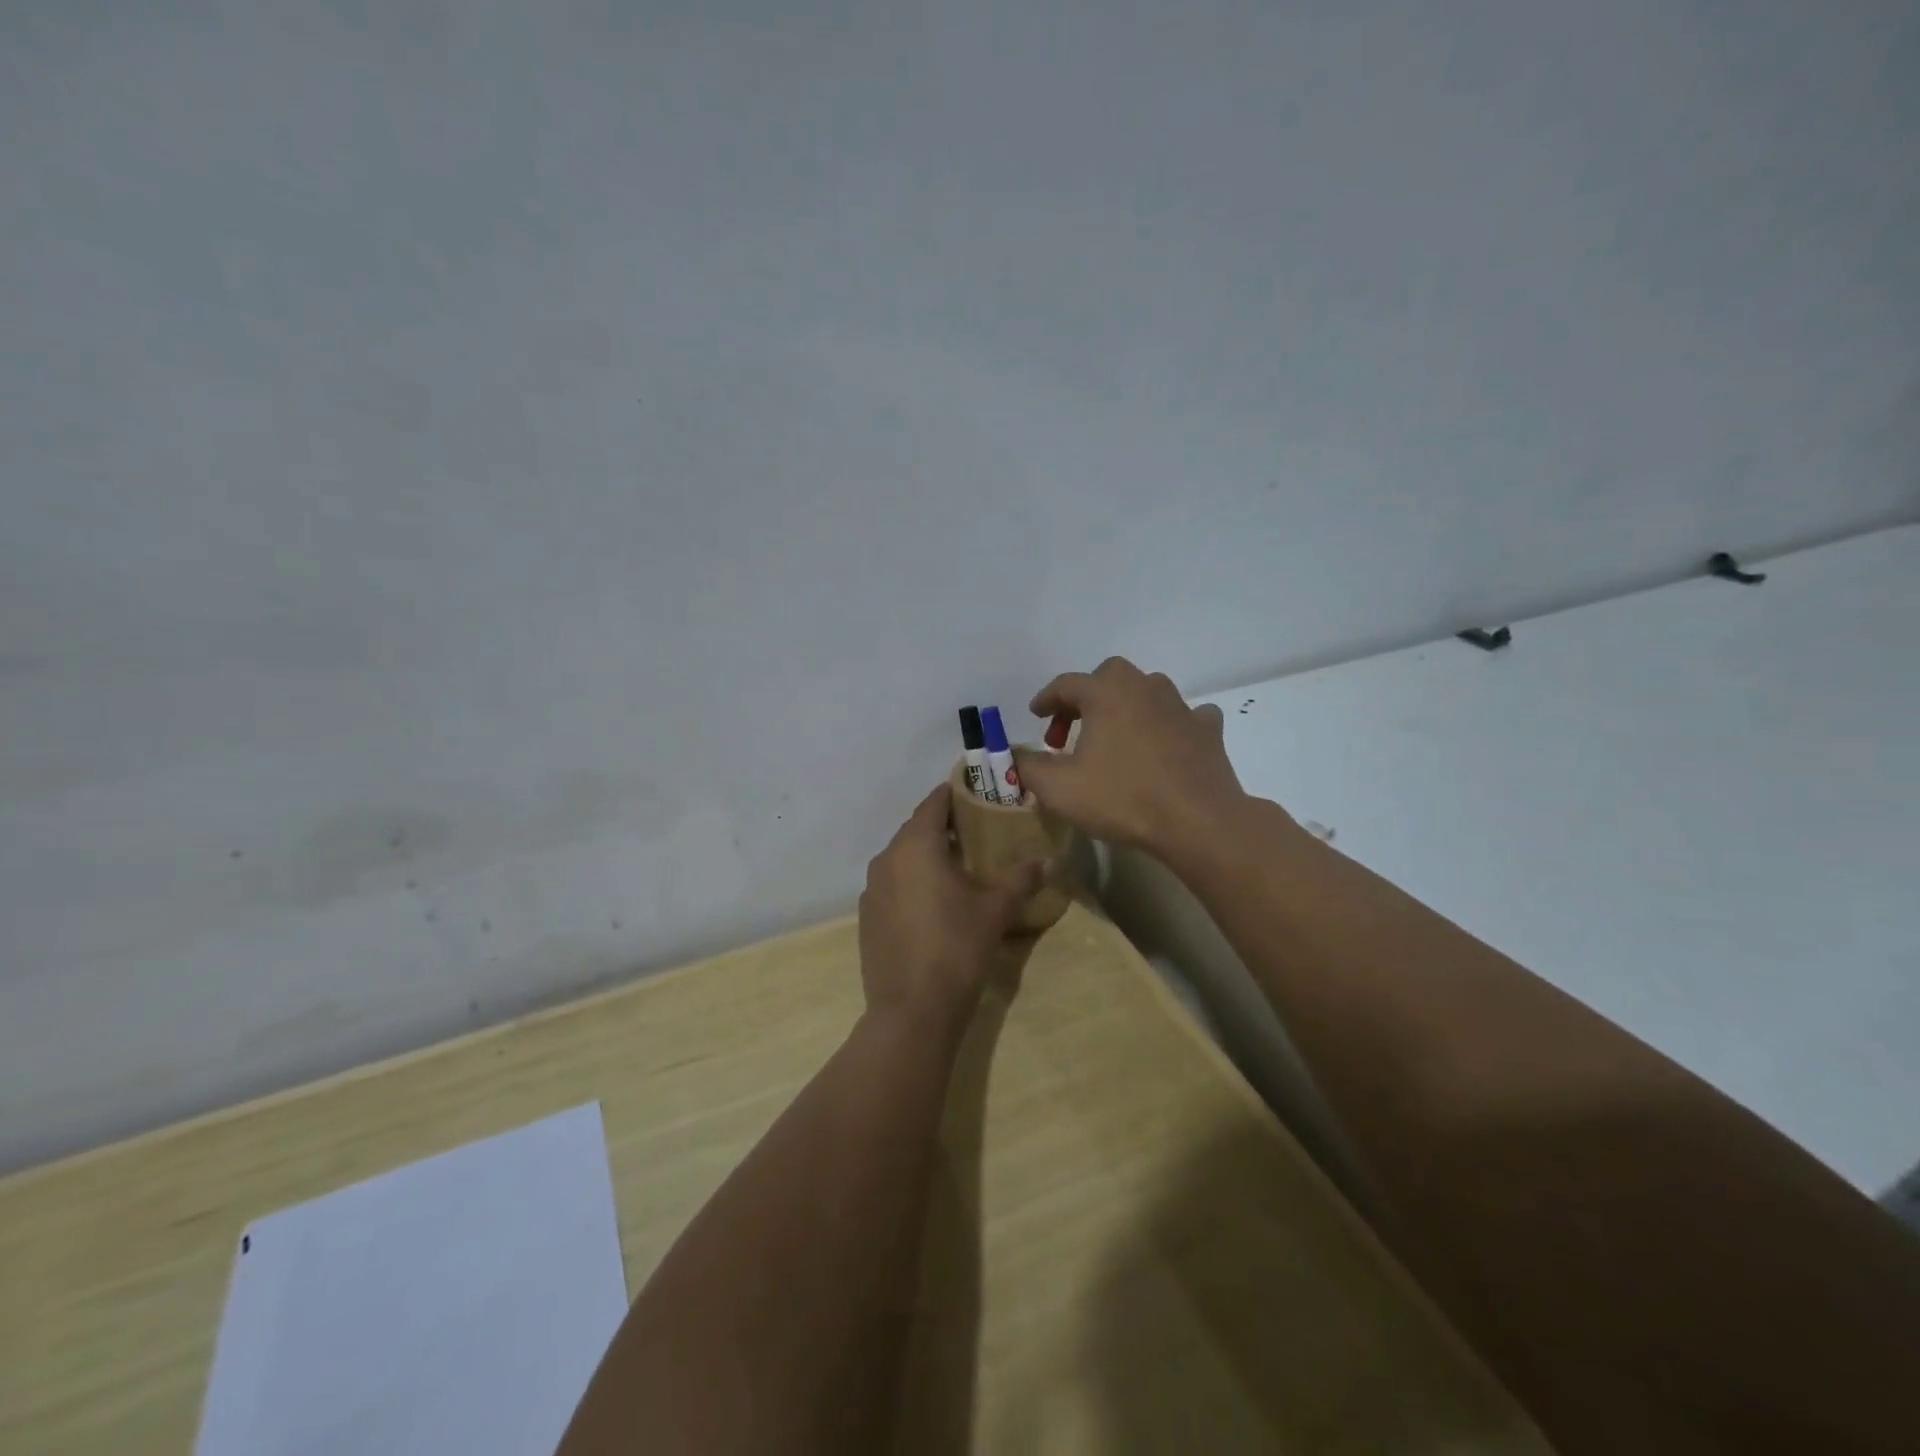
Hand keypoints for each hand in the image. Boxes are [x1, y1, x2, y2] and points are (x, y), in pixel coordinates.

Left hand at [858, 783, 1046, 1028]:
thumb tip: (1048, 861)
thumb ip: (1020, 879)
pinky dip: (911, 881)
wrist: (912, 1010)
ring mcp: (871, 889)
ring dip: (925, 855)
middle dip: (943, 826)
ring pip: (901, 857)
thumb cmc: (957, 947)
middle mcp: (886, 858)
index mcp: (915, 845)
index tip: (976, 795)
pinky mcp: (867, 916)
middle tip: (975, 832)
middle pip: (916, 829)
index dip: (954, 795)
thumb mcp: (995, 911)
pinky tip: (932, 902)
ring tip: (957, 867)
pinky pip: (891, 883)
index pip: (933, 803)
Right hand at [1011, 657, 1249, 853]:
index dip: (1046, 699)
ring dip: (1126, 707)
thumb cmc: (1122, 798)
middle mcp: (1144, 687)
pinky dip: (1169, 724)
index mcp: (1105, 693)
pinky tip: (1164, 744)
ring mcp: (1181, 706)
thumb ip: (1029, 767)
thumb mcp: (1058, 789)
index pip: (1065, 684)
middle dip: (1086, 698)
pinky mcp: (1208, 730)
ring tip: (1115, 738)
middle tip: (1072, 730)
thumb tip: (1019, 757)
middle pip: (1108, 676)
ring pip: (1147, 691)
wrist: (1198, 821)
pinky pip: (1183, 716)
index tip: (1035, 715)